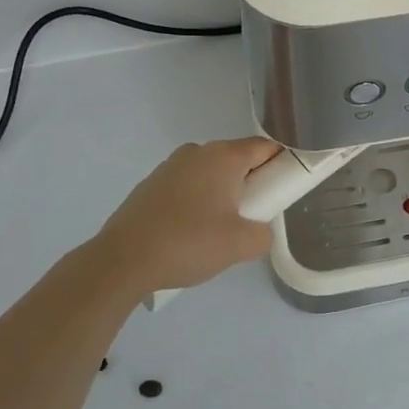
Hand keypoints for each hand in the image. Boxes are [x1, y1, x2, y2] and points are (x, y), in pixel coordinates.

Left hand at [93, 137, 281, 292]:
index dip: (282, 163)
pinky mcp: (150, 185)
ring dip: (222, 192)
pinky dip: (197, 201)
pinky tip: (191, 232)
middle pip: (237, 159)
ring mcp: (170, 167)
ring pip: (210, 173)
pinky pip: (187, 186)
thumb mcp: (240, 245)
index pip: (265, 147)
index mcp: (223, 157)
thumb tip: (259, 231)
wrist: (122, 260)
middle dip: (251, 182)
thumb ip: (263, 234)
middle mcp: (197, 152)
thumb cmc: (188, 243)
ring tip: (220, 229)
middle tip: (256, 215)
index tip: (287, 186)